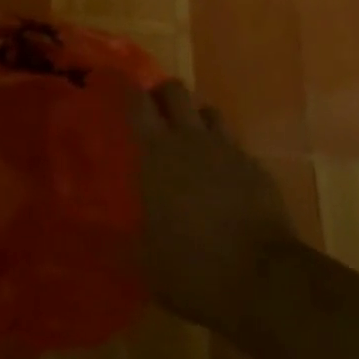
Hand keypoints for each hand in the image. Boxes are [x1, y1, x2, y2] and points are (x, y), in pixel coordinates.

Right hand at [128, 81, 298, 339]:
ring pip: (209, 112)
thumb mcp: (143, 258)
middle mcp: (189, 139)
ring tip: (189, 140)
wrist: (263, 279)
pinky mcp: (256, 168)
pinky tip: (220, 176)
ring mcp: (227, 150)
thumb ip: (121, 237)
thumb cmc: (192, 266)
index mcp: (155, 153)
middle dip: (162, 94)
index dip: (122, 85)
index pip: (135, 101)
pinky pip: (234, 145)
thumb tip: (95, 235)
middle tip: (153, 112)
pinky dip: (223, 152)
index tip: (111, 79)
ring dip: (196, 119)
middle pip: (175, 90)